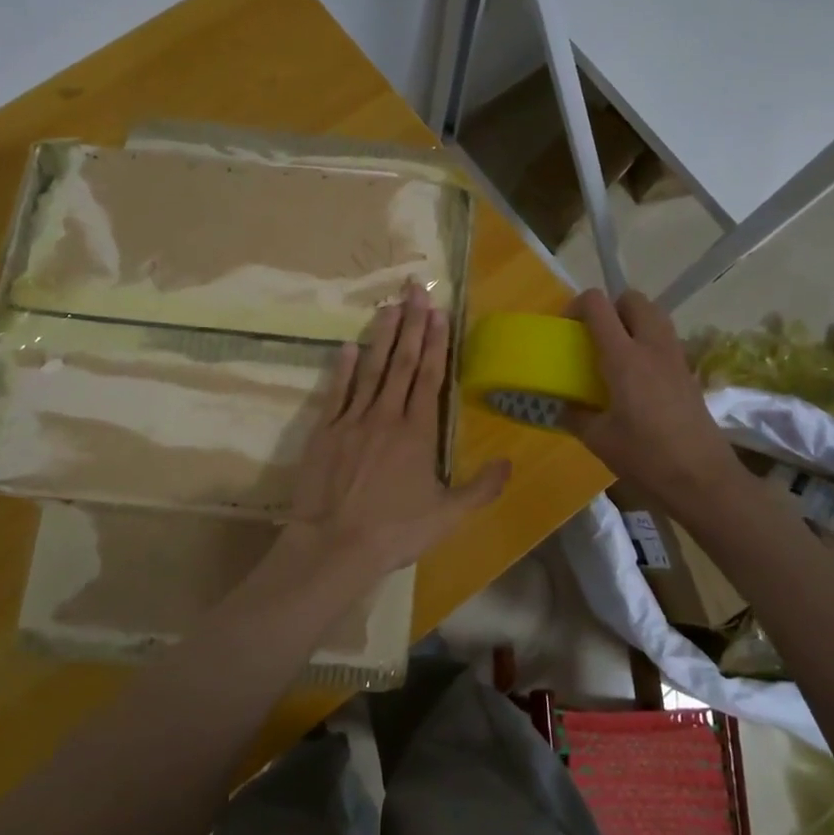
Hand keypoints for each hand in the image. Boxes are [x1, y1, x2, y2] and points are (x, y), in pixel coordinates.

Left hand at [287, 286, 508, 580]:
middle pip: (401, 362)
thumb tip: (508, 463)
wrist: (335, 544)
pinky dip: (342, 368)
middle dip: (412, 324)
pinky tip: (347, 347)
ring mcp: (352, 420)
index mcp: (417, 431)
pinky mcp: (324, 431)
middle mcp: (386, 415)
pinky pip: (336, 392)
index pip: (429, 376)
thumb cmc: (395, 530)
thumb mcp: (448, 516)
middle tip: (416, 290)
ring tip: (389, 306)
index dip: (435, 343)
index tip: (438, 313)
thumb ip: (481, 488)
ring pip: (371, 369)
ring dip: (381, 336)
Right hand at [565, 288, 737, 506]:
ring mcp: (675, 358)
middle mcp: (652, 347)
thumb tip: (563, 406)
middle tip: (595, 336)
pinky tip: (637, 378)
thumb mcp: (599, 440)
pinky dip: (648, 343)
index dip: (578, 305)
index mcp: (624, 358)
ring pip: (655, 315)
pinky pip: (665, 340)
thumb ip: (576, 416)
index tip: (567, 328)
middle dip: (611, 307)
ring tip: (616, 352)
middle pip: (633, 299)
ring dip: (633, 321)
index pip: (599, 306)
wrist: (703, 480)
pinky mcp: (689, 373)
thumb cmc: (646, 458)